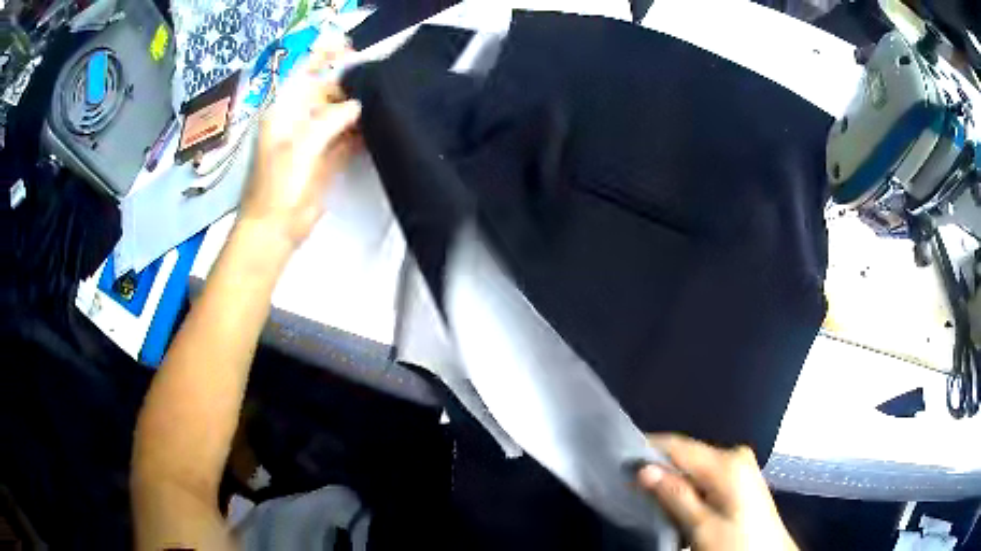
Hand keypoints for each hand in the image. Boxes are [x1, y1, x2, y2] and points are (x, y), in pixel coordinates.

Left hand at [240, 32, 361, 248]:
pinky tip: (379, 124)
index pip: (305, 76)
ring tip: (385, 98)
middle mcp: (299, 121)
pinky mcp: (328, 158)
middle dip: (350, 86)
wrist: (276, 229)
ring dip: (358, 108)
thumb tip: (358, 105)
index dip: (325, 60)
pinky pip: (347, 137)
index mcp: (284, 112)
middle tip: (379, 81)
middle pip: (327, 94)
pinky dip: (361, 131)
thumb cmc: (278, 185)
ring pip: (339, 115)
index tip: (351, 50)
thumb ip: (329, 120)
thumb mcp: (300, 147)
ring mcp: (314, 140)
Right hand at [638, 434, 797, 550]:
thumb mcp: (701, 526)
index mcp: (726, 463)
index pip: (678, 445)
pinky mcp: (740, 478)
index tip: (618, 458)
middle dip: (658, 466)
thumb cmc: (735, 544)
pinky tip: (672, 498)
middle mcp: (735, 455)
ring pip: (694, 465)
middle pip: (686, 454)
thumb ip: (674, 496)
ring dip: (671, 478)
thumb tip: (643, 469)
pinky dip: (687, 485)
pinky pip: (705, 474)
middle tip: (628, 481)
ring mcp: (740, 465)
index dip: (647, 449)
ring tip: (645, 491)